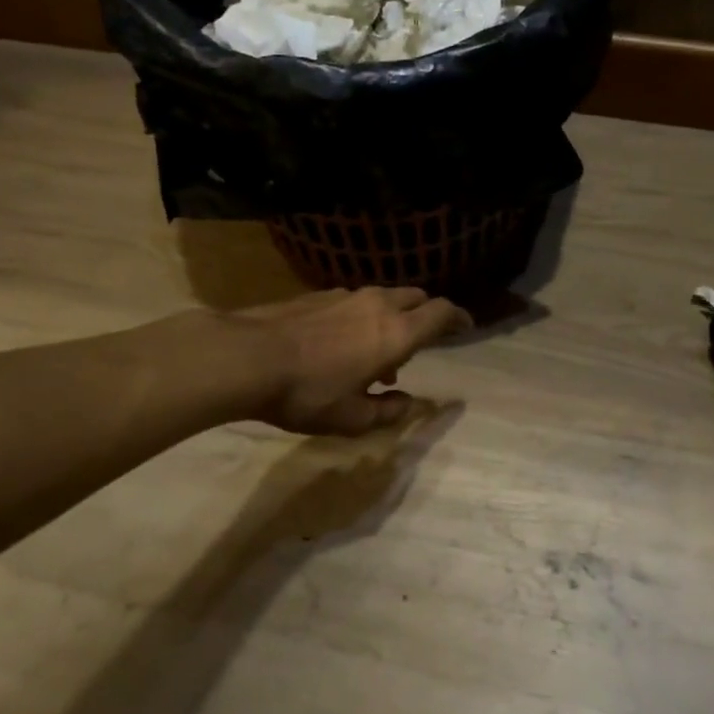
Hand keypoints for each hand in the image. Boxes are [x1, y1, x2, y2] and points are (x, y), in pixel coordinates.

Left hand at [228, 287, 472, 435]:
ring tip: (373, 355)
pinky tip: (340, 345)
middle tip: (414, 348)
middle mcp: (378, 305)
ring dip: (391, 319)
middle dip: (425, 317)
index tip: (466, 326)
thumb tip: (409, 404)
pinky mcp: (319, 294)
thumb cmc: (307, 393)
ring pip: (384, 298)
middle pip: (416, 298)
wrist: (248, 357)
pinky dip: (363, 317)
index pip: (441, 312)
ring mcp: (346, 294)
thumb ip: (388, 411)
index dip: (459, 318)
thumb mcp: (351, 418)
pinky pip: (356, 301)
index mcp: (396, 332)